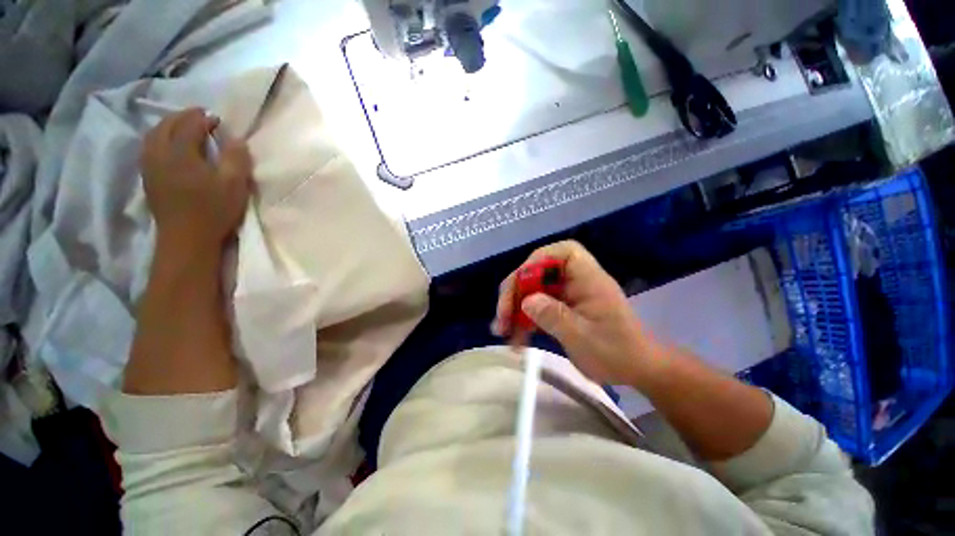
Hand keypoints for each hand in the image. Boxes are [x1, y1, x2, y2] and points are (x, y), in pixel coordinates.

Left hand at [140, 108, 251, 256]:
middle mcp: (159, 154)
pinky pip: (149, 148)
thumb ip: (236, 159)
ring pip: (153, 135)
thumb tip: (236, 139)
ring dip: (168, 126)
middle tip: (199, 116)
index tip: (217, 119)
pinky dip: (159, 139)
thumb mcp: (234, 185)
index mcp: (181, 153)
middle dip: (183, 117)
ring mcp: (150, 166)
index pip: (190, 125)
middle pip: (166, 125)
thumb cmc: (214, 211)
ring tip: (183, 127)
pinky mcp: (148, 178)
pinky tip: (168, 144)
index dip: (204, 119)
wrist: (187, 238)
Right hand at [493, 241, 657, 386]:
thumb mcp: (583, 337)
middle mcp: (576, 281)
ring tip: (501, 330)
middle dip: (517, 291)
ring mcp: (567, 295)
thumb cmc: (617, 352)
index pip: (564, 252)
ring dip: (515, 309)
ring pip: (533, 291)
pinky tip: (515, 337)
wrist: (637, 371)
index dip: (537, 261)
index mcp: (588, 278)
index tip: (520, 283)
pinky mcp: (562, 308)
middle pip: (539, 272)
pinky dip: (524, 320)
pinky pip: (537, 307)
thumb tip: (526, 301)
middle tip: (502, 315)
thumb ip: (553, 316)